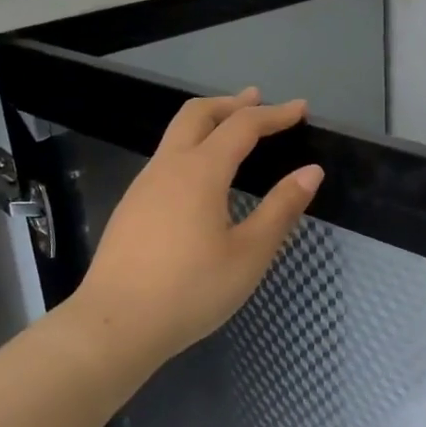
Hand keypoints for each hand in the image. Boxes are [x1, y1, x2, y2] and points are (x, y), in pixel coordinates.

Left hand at [74, 89, 322, 369]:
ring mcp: (143, 186)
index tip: (301, 109)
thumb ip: (281, 209)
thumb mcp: (249, 254)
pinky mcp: (131, 207)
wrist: (114, 325)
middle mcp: (168, 167)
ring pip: (176, 135)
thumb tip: (311, 172)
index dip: (275, 115)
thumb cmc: (191, 290)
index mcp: (200, 172)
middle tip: (259, 100)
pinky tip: (203, 177)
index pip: (243, 126)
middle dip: (231, 103)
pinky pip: (166, 159)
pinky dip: (193, 148)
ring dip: (208, 123)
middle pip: (198, 114)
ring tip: (233, 131)